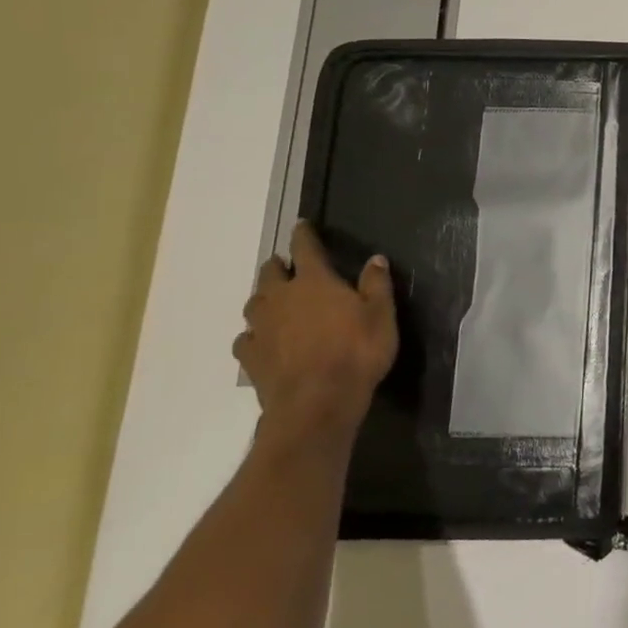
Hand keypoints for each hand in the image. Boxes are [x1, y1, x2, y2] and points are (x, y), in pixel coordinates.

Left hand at [234, 221, 397, 446]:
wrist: (317, 403)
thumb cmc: (356, 352)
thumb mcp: (381, 315)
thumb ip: (376, 285)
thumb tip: (375, 258)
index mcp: (315, 282)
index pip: (306, 249)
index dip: (304, 235)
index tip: (300, 224)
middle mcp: (281, 298)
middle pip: (270, 273)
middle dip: (278, 266)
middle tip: (287, 266)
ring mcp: (261, 328)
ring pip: (255, 303)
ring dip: (264, 297)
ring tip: (274, 301)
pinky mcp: (250, 357)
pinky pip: (246, 338)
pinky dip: (254, 334)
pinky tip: (261, 340)